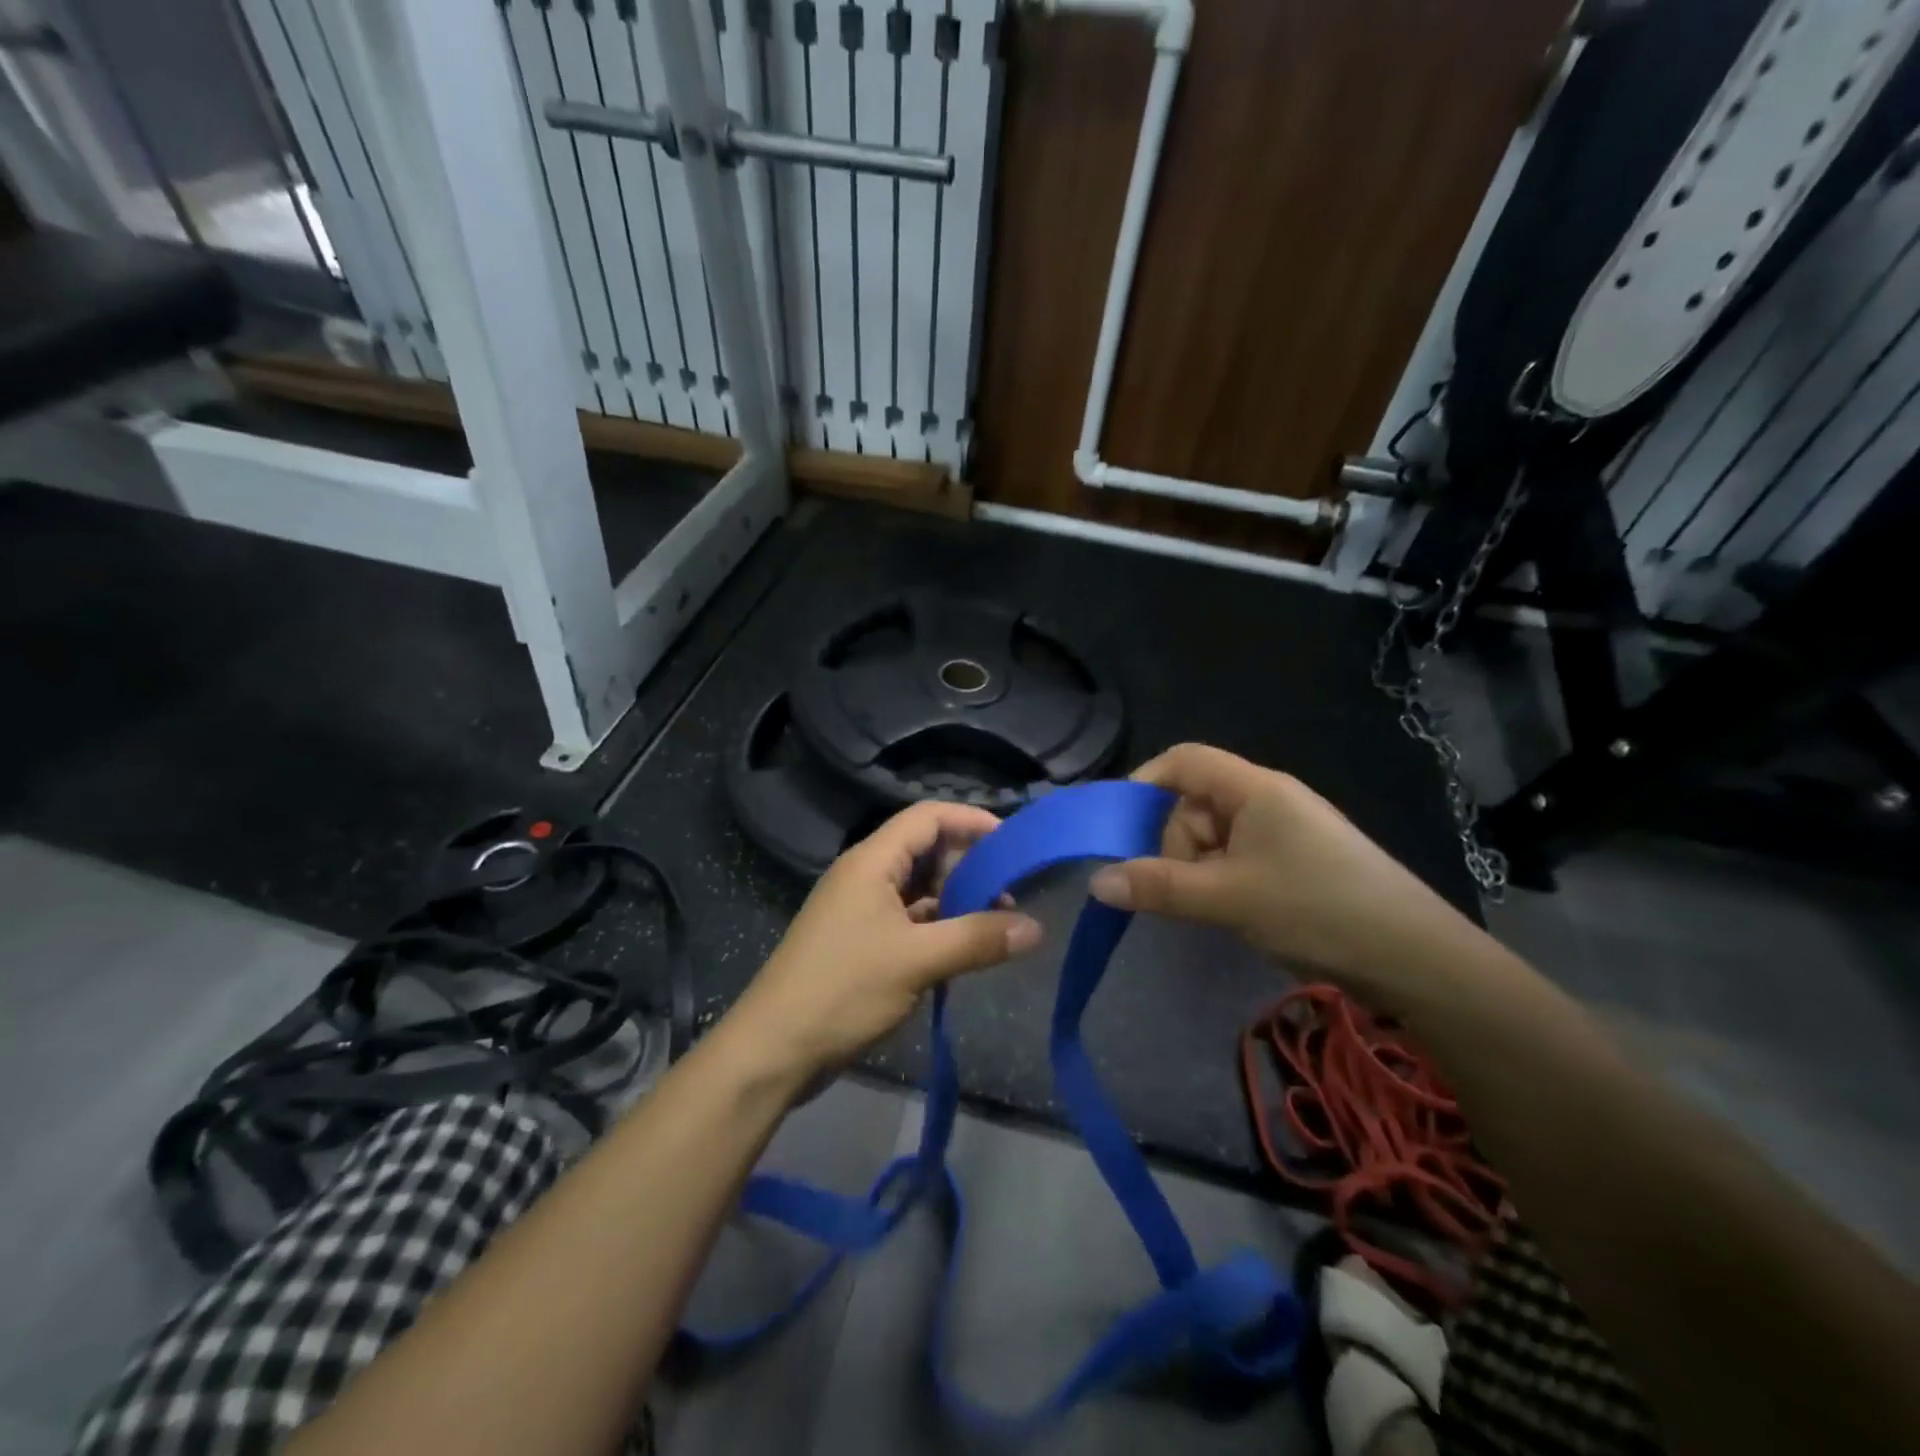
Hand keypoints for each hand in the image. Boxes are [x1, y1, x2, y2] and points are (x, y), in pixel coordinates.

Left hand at [726, 800, 1042, 1081]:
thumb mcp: (917, 961)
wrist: (773, 1050)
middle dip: (970, 865)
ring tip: (998, 923)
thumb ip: (977, 939)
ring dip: (957, 900)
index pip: (927, 818)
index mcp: (872, 862)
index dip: (970, 820)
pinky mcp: (860, 942)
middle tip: (1012, 890)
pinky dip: (939, 927)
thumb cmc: (843, 990)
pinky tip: (966, 949)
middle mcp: (865, 876)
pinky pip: (908, 920)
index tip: (1012, 841)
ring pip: (918, 889)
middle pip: (925, 851)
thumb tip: (1035, 928)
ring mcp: (861, 910)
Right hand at [1087, 743, 1480, 993]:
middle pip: (1194, 804)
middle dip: (1174, 845)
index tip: (1118, 828)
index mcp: (1253, 788)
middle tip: (1180, 890)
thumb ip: (1158, 887)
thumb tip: (1096, 882)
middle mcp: (1267, 800)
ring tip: (1214, 910)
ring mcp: (1284, 832)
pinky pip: (1238, 860)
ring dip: (1198, 870)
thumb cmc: (1316, 908)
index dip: (1144, 783)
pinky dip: (1222, 883)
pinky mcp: (1296, 863)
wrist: (1416, 958)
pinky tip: (1233, 913)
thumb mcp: (1227, 898)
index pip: (1183, 760)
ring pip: (1214, 838)